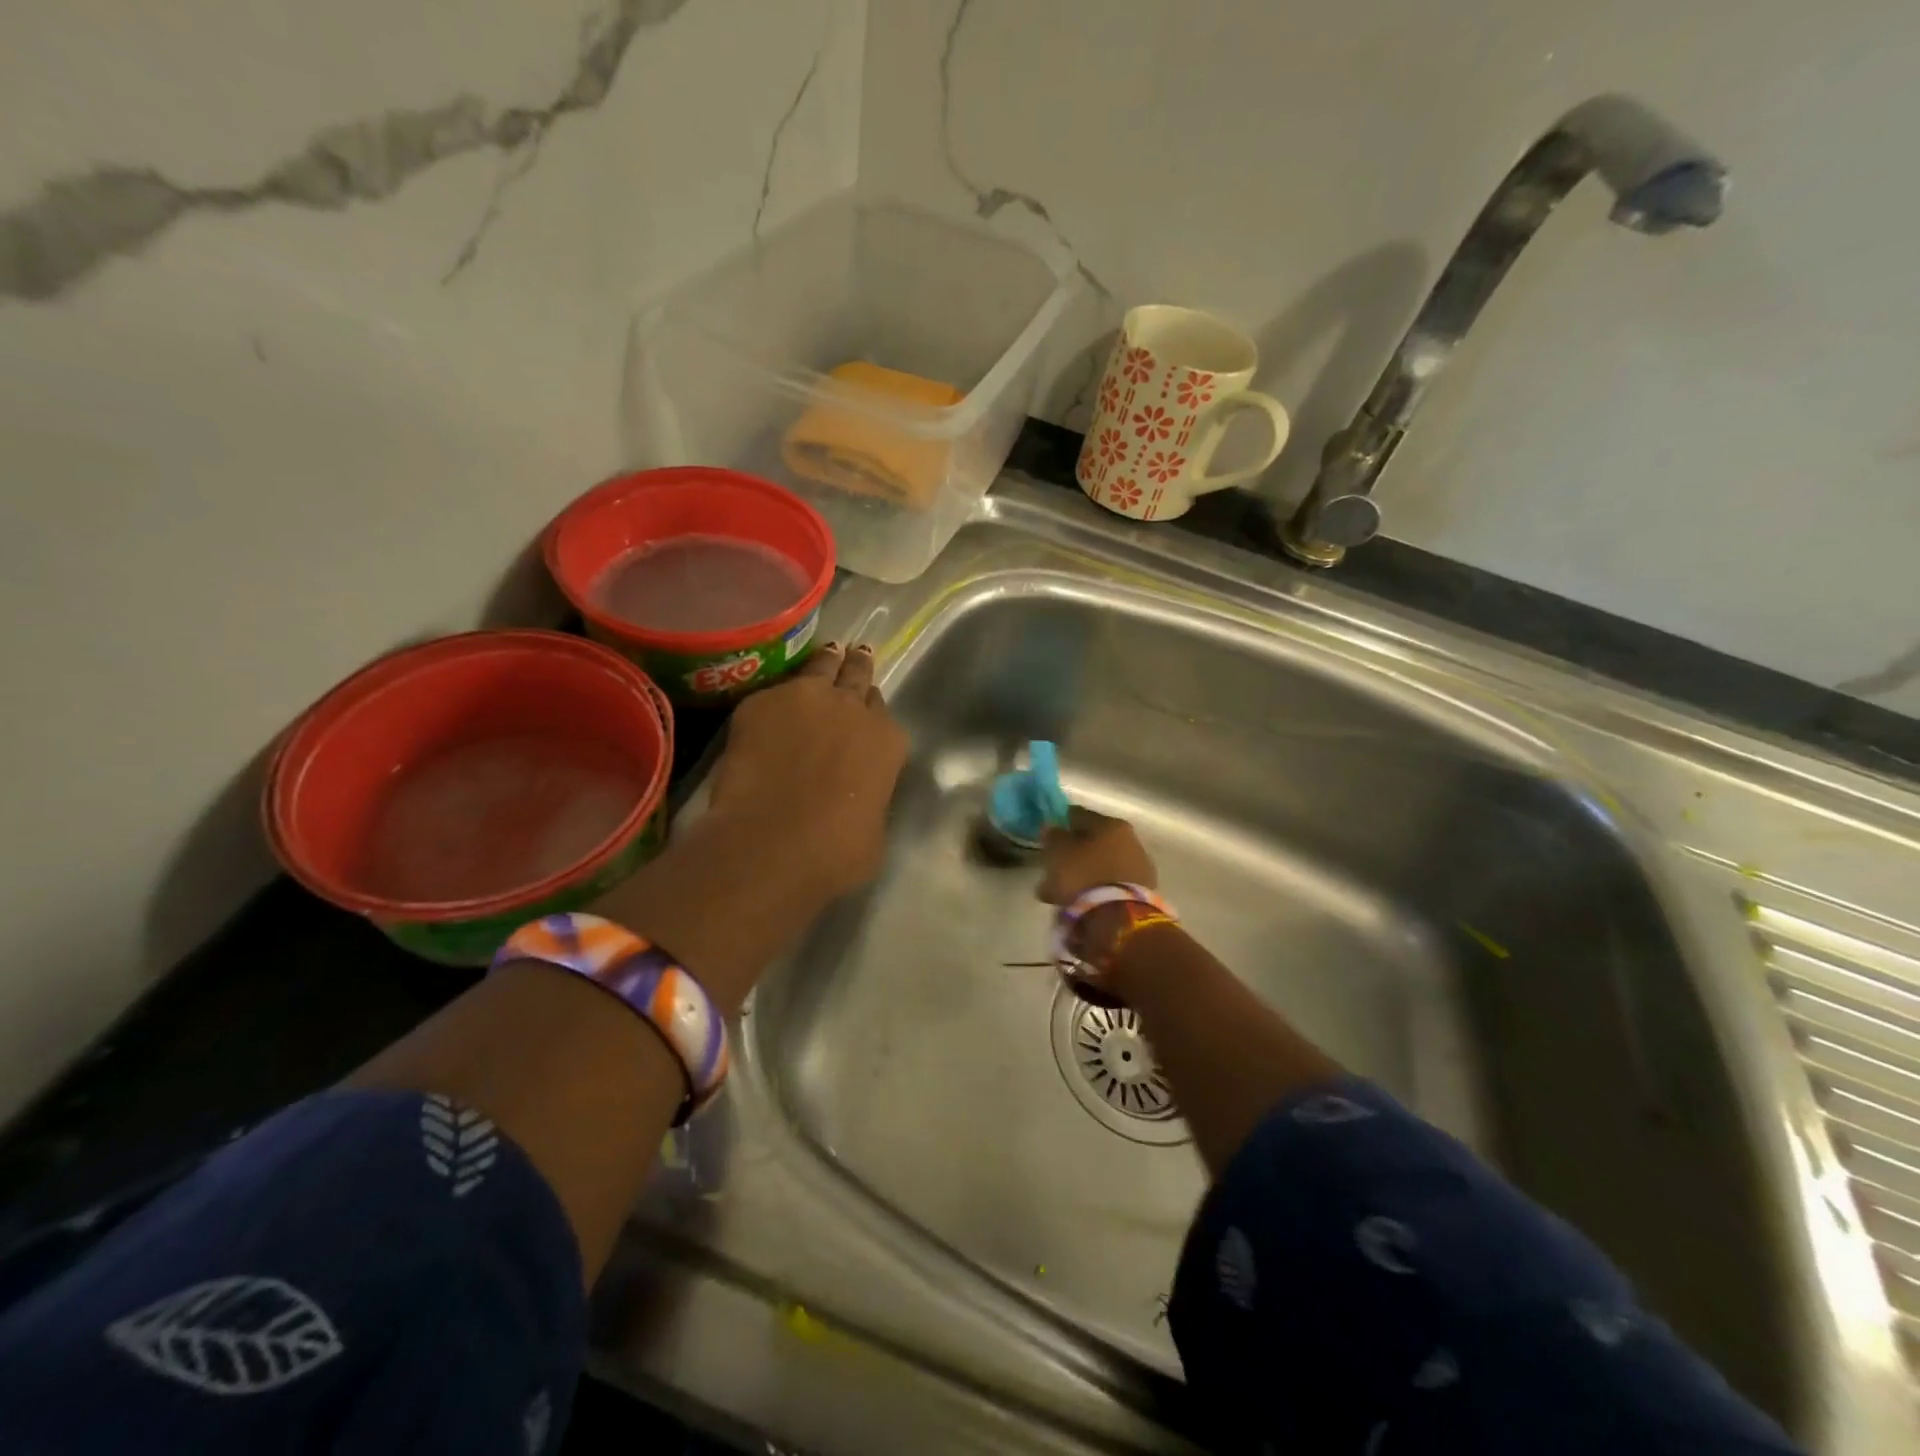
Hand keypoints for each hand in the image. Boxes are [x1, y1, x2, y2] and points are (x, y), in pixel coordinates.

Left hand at [704, 642, 907, 897]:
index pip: (883, 711)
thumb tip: (856, 795)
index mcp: (887, 740)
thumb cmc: (836, 852)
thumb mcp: (873, 829)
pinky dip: (776, 699)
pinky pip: (773, 692)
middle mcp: (853, 708)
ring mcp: (806, 697)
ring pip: (821, 666)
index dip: (873, 710)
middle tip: (857, 653)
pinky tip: (771, 705)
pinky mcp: (761, 701)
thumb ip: (869, 797)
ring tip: (827, 653)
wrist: (773, 842)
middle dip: (857, 665)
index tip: (867, 708)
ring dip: (825, 662)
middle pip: (857, 674)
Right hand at [1038, 810, 1159, 989]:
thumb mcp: (1058, 852)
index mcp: (1111, 824)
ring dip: (1078, 879)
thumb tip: (1052, 826)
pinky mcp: (1141, 895)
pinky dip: (1092, 893)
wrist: (1119, 921)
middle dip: (1069, 858)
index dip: (1059, 825)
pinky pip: (1108, 887)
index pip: (1079, 816)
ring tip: (1055, 897)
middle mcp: (1130, 841)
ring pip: (1098, 868)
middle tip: (1048, 873)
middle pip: (1091, 844)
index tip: (1045, 839)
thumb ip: (1052, 836)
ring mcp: (1139, 869)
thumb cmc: (1084, 877)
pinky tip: (1075, 906)